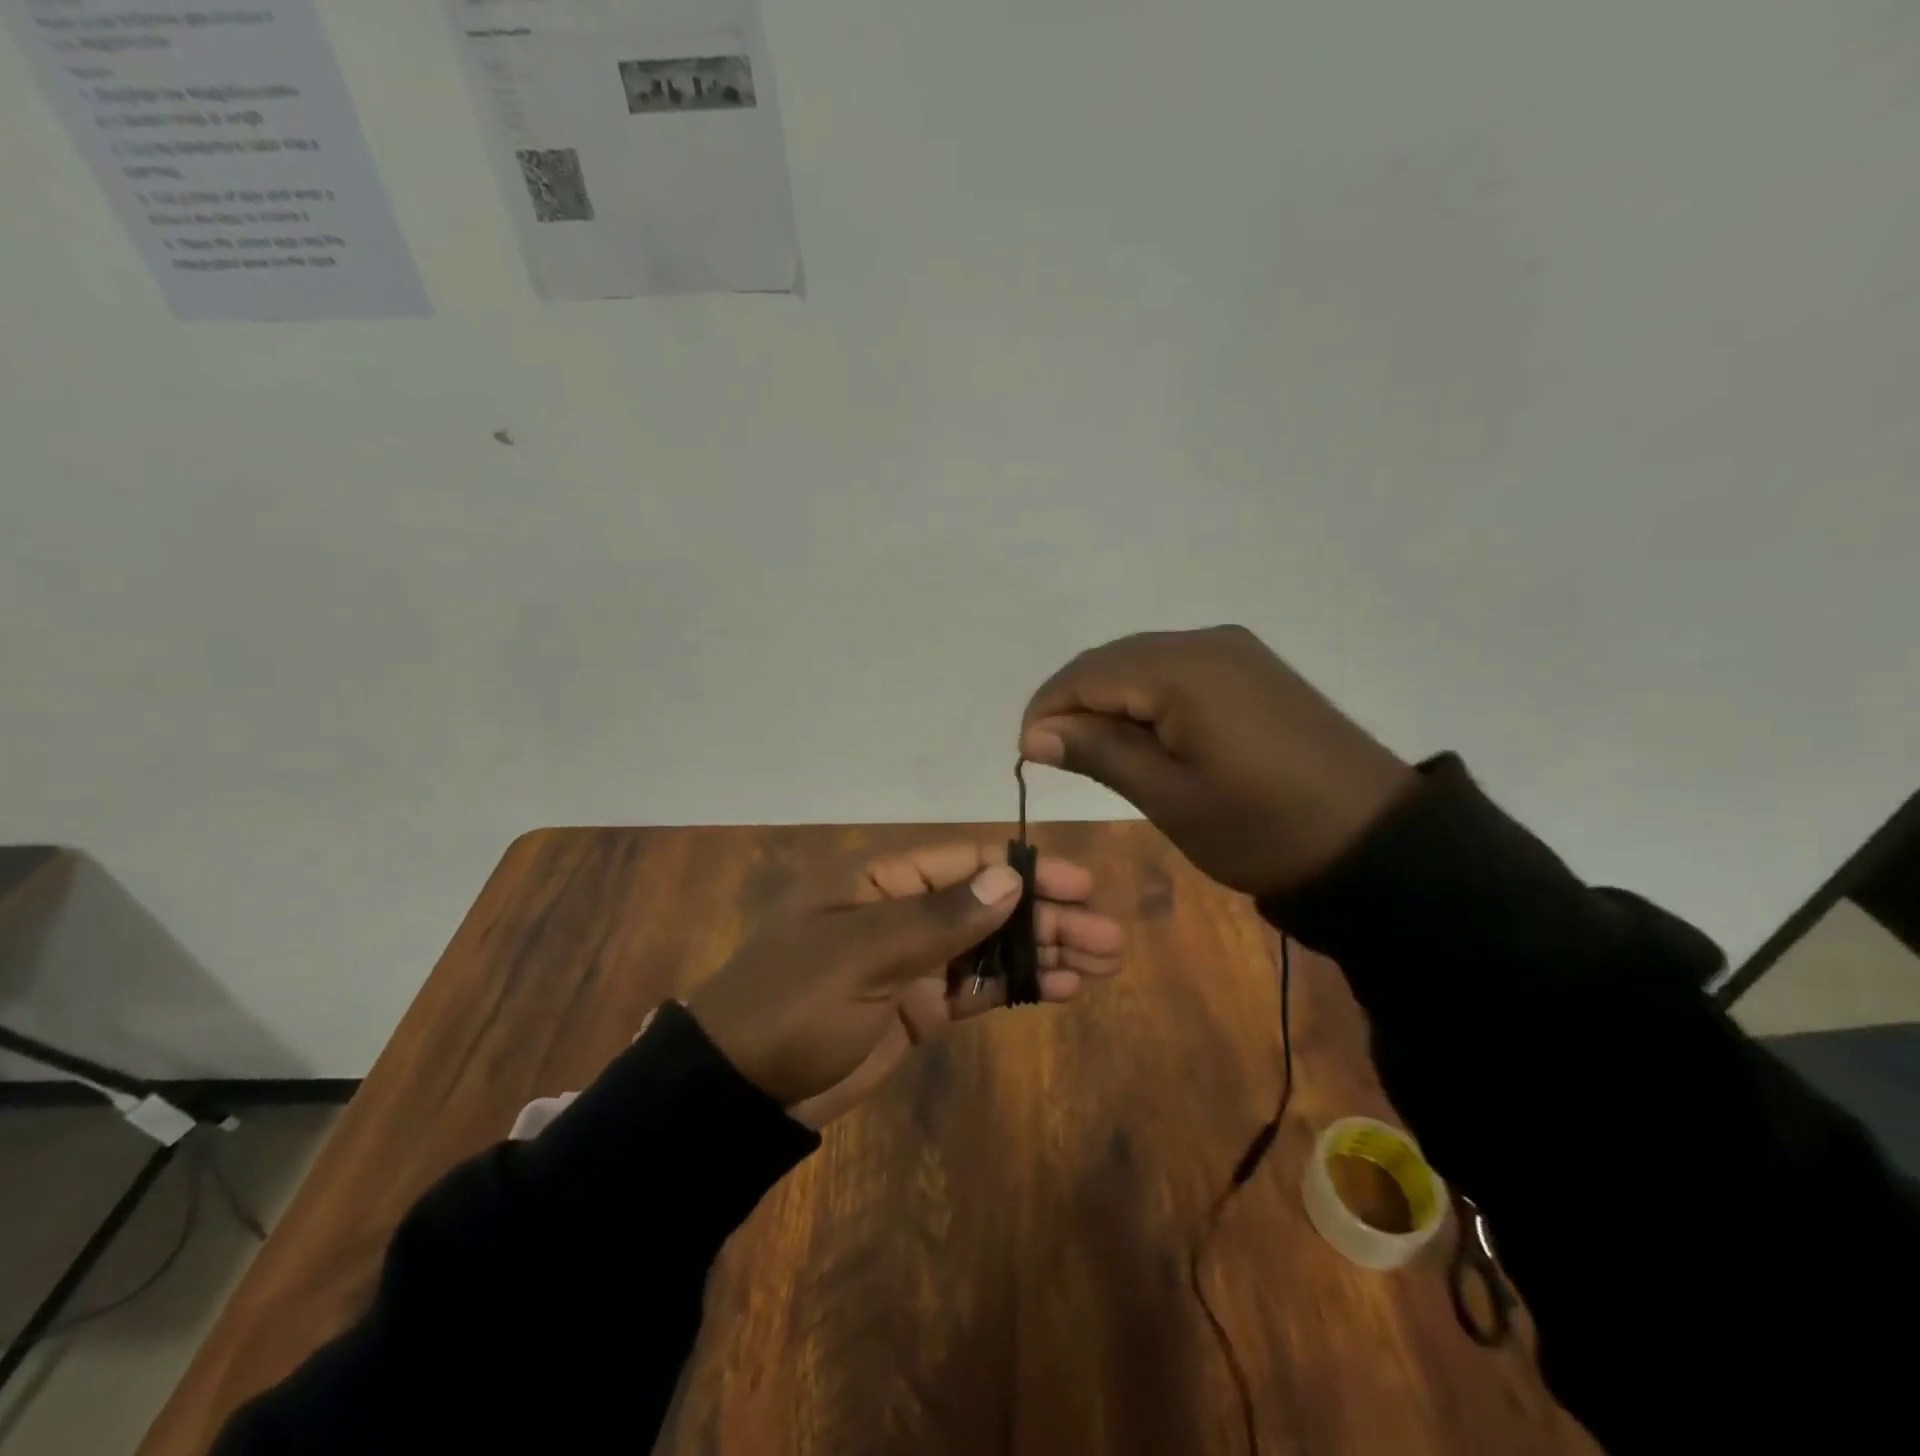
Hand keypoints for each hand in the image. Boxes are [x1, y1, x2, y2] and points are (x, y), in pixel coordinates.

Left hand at [686, 842, 1122, 1127]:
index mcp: (881, 881)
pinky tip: (1063, 988)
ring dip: (1043, 951)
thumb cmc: (792, 1004)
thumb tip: (1010, 878)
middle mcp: (903, 913)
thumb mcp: (861, 955)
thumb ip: (938, 920)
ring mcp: (913, 962)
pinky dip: (1018, 986)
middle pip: (989, 905)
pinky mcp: (919, 1008)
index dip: (1025, 870)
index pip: (966, 863)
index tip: (1079, 884)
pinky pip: (978, 989)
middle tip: (1107, 936)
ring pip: (991, 947)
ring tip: (1102, 961)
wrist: (738, 1092)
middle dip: (1047, 916)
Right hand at [1020, 626, 1415, 897]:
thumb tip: (1035, 734)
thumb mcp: (1170, 797)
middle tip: (1055, 757)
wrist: (1375, 841)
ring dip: (1109, 700)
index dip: (1047, 710)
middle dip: (1074, 703)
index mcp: (1181, 670)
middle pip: (1111, 661)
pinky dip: (1146, 697)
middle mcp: (1204, 642)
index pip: (1086, 675)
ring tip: (1095, 750)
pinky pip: (1177, 670)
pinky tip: (1144, 733)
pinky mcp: (1252, 668)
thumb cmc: (1261, 828)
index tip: (1027, 756)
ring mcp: (1234, 651)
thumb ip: (1099, 753)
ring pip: (1142, 662)